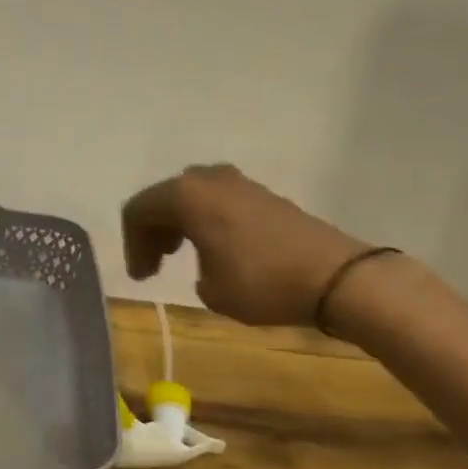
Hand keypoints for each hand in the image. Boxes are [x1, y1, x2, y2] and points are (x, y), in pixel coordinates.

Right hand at [121, 164, 369, 327]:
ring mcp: (240, 183)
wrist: (335, 277)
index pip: (139, 211)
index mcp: (186, 196)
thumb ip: (193, 268)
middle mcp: (209, 179)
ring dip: (179, 223)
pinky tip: (213, 247)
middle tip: (154, 264)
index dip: (133, 245)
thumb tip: (205, 262)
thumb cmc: (261, 283)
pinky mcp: (264, 195)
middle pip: (164, 197)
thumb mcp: (210, 289)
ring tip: (179, 254)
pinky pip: (218, 200)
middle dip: (153, 230)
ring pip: (192, 196)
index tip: (143, 278)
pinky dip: (205, 220)